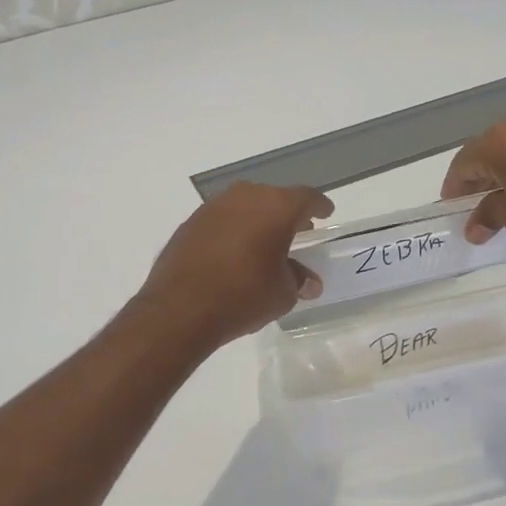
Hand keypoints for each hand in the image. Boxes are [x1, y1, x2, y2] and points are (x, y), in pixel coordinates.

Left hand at [136, 183, 332, 346]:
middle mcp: (245, 197)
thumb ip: (298, 279)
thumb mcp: (282, 293)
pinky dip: (234, 229)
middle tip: (299, 230)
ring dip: (258, 219)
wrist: (180, 309)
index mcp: (276, 207)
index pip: (306, 198)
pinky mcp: (191, 223)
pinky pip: (223, 219)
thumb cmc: (243, 296)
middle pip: (274, 197)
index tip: (325, 212)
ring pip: (246, 205)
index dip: (319, 206)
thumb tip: (308, 281)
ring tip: (266, 241)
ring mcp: (214, 207)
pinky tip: (235, 251)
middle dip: (287, 212)